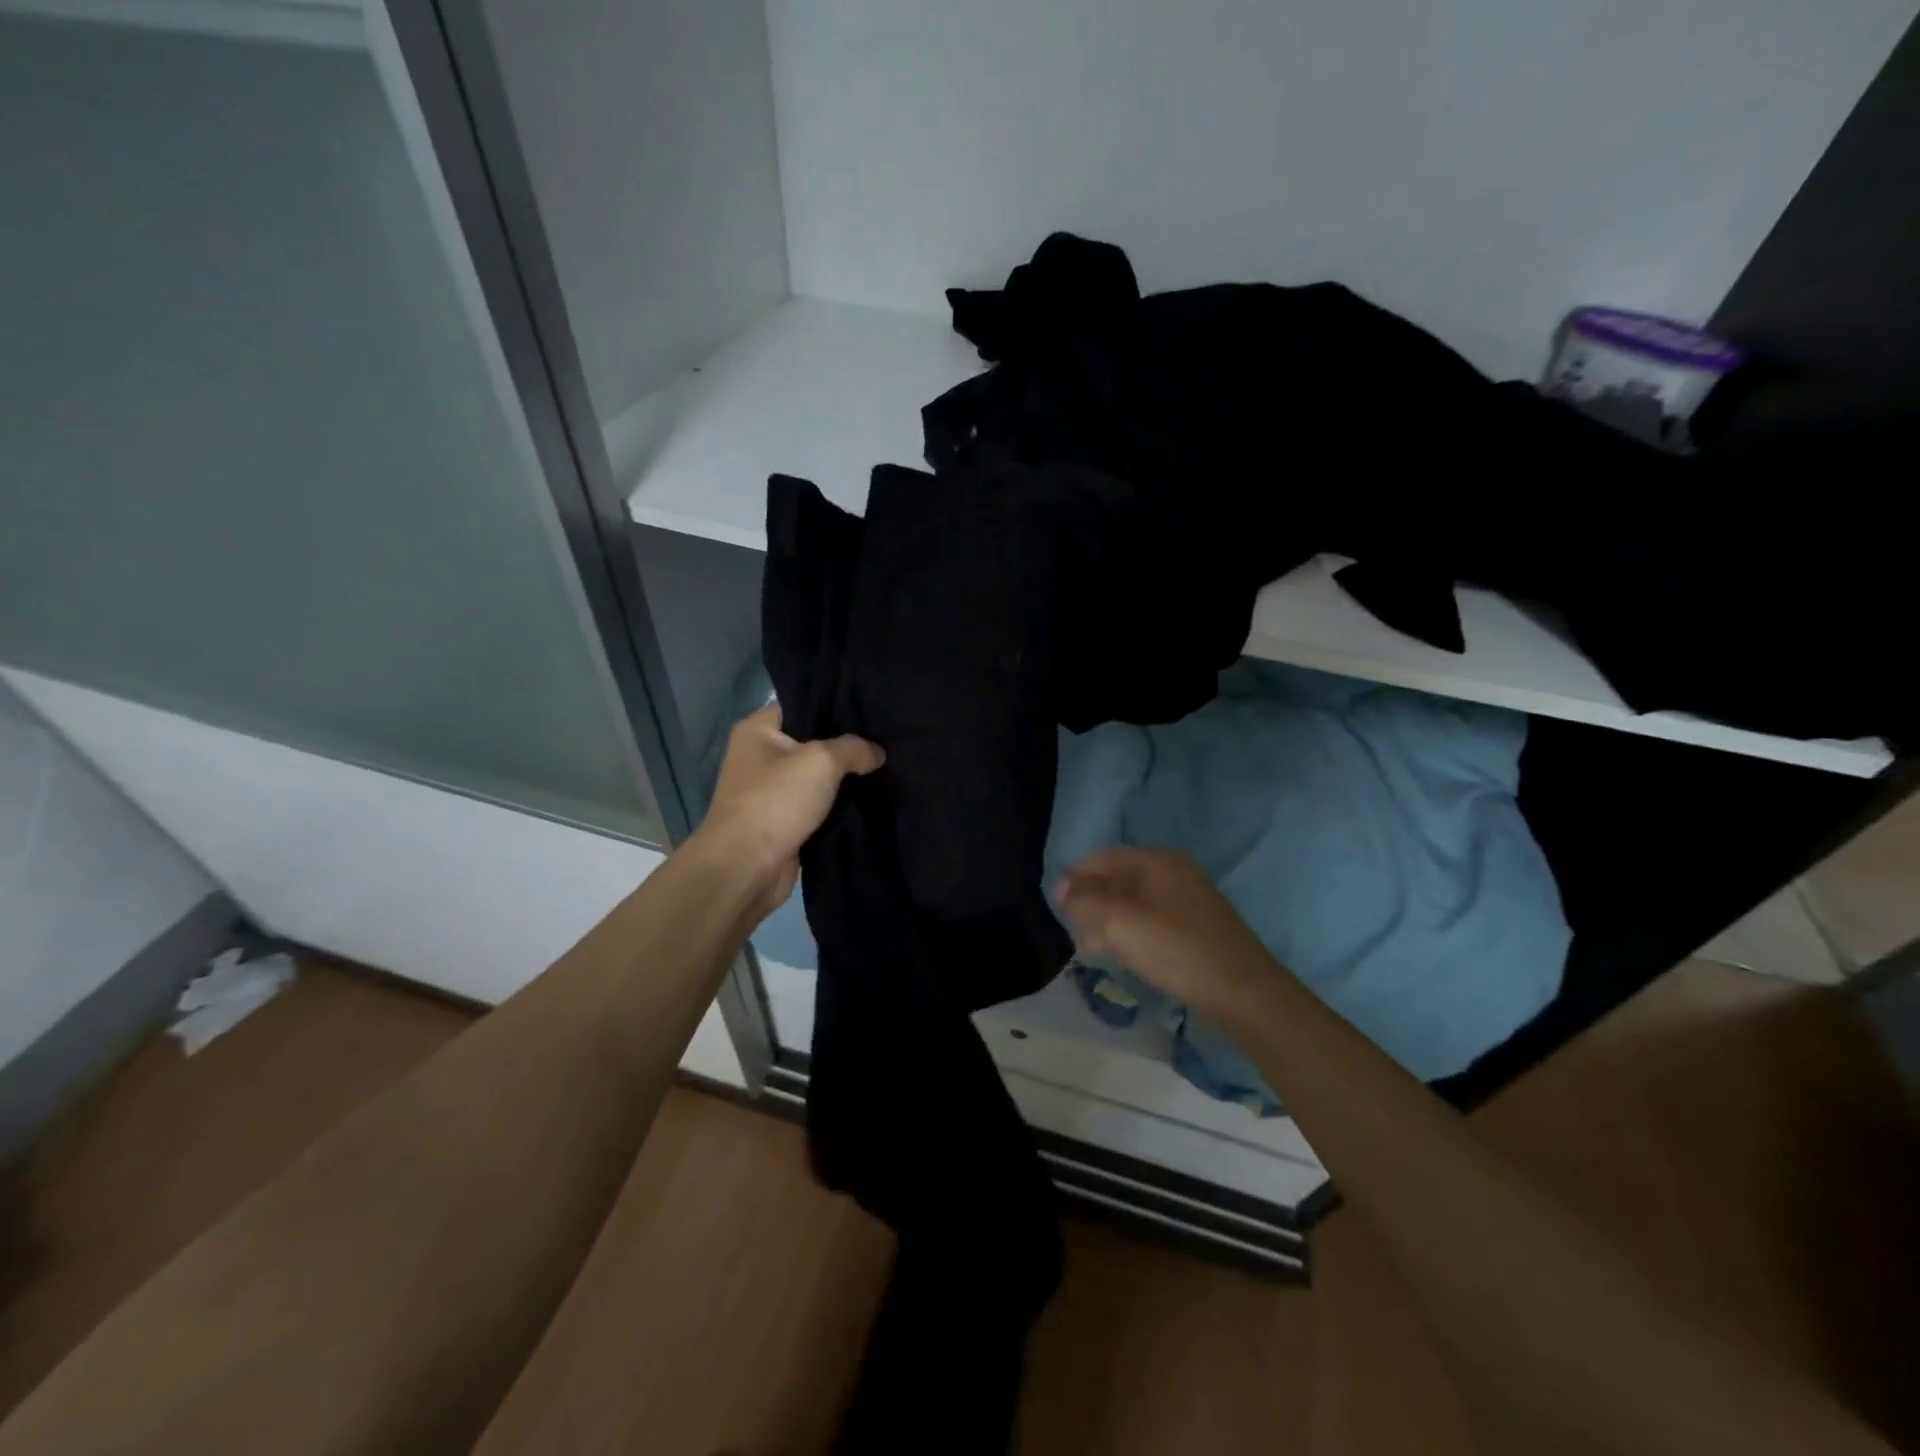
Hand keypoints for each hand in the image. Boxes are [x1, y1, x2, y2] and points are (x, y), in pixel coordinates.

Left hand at [695, 704, 884, 917]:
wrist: (746, 867)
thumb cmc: (776, 801)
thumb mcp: (822, 761)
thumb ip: (854, 748)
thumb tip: (877, 752)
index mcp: (758, 730)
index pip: (803, 704)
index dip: (837, 706)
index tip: (872, 709)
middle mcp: (761, 756)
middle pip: (813, 742)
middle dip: (847, 746)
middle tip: (886, 740)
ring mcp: (771, 792)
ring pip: (818, 778)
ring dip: (845, 780)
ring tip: (886, 767)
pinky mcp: (783, 822)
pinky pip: (818, 807)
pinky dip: (838, 807)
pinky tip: (871, 800)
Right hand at [1057, 847, 1275, 1021]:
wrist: (1244, 993)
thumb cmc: (1178, 951)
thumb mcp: (1121, 925)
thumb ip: (1086, 904)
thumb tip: (1064, 893)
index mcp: (1157, 862)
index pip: (1103, 858)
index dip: (1075, 876)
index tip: (1054, 902)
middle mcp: (1173, 873)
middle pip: (1119, 878)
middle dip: (1090, 899)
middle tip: (1069, 926)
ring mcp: (1188, 900)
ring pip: (1133, 901)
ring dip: (1107, 918)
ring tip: (1088, 945)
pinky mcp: (1196, 928)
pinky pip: (1150, 919)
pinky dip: (1128, 931)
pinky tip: (1119, 953)